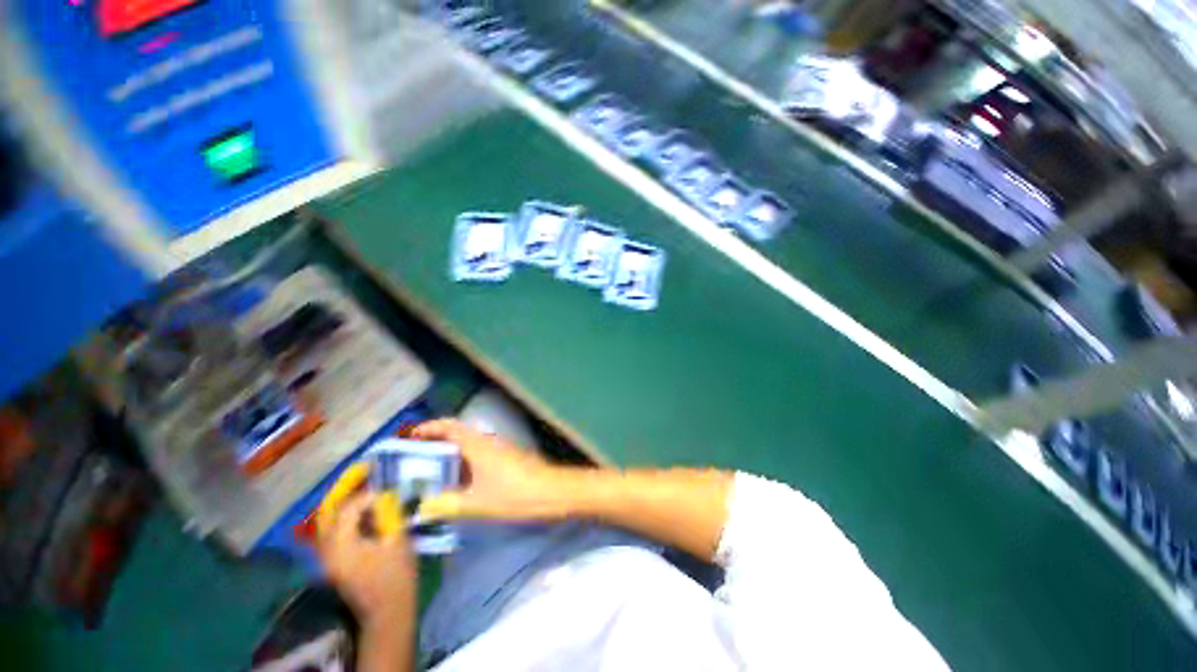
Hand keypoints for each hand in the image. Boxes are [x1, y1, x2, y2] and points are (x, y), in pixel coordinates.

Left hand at [316, 492, 415, 626]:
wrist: (388, 611)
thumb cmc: (396, 575)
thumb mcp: (397, 540)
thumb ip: (389, 515)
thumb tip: (386, 497)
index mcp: (342, 546)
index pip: (346, 510)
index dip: (364, 496)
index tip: (384, 491)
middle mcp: (328, 552)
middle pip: (330, 516)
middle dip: (350, 500)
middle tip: (370, 490)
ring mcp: (328, 560)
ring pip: (330, 526)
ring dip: (347, 511)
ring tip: (369, 502)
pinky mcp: (335, 565)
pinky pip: (335, 536)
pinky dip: (347, 524)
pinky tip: (365, 521)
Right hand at [410, 419, 582, 522]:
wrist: (550, 490)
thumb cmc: (513, 493)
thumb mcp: (478, 503)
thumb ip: (449, 504)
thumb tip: (422, 508)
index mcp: (478, 445)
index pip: (450, 427)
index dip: (430, 427)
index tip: (411, 435)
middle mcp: (487, 441)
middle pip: (458, 433)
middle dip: (437, 440)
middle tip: (415, 455)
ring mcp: (498, 449)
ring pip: (469, 444)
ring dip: (450, 451)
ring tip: (430, 470)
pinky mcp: (506, 458)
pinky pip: (478, 453)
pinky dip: (464, 461)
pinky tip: (458, 480)